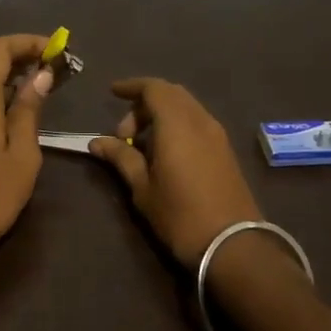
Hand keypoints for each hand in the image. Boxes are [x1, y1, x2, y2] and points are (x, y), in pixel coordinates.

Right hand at [89, 79, 263, 268]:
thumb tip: (97, 141)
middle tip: (124, 132)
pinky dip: (177, 125)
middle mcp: (200, 121)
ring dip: (161, 114)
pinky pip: (197, 122)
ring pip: (186, 107)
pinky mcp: (225, 150)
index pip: (153, 88)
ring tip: (141, 144)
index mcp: (177, 124)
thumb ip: (121, 157)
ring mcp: (217, 135)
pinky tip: (165, 152)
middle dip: (144, 103)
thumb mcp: (143, 188)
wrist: (232, 244)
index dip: (131, 86)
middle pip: (171, 94)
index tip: (112, 93)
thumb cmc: (180, 215)